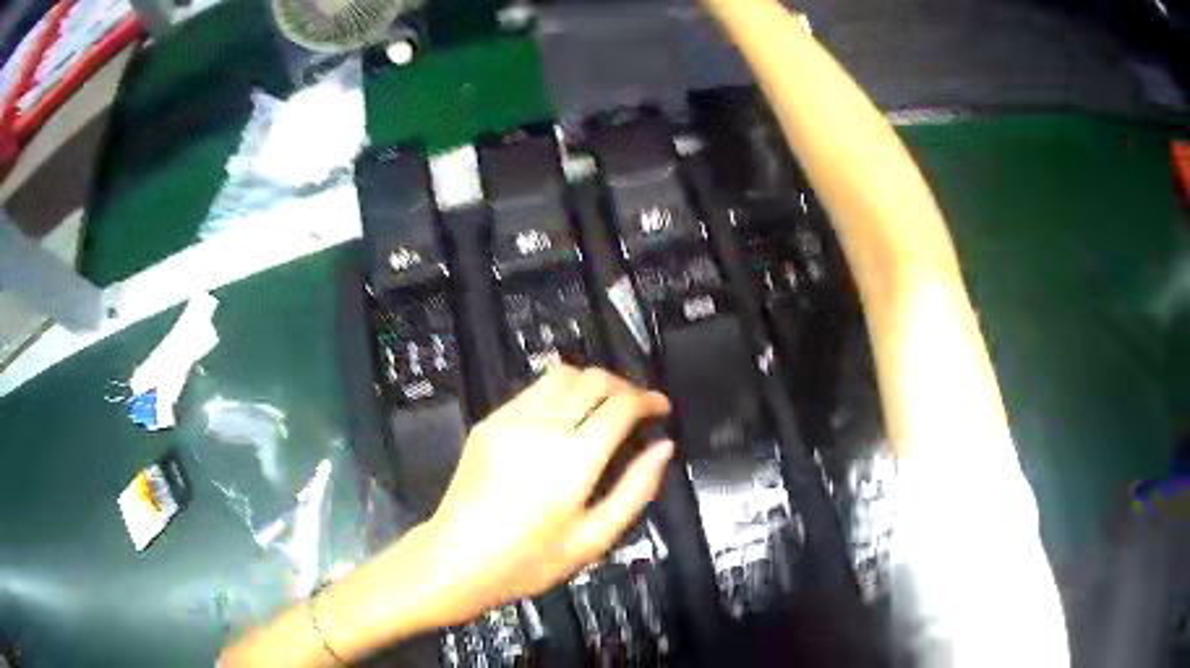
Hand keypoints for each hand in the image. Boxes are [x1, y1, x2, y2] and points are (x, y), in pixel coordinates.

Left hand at [423, 365, 673, 620]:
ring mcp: (510, 419)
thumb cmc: (530, 560)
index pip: (621, 405)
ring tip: (603, 409)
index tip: (662, 409)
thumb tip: (664, 448)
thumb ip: (636, 489)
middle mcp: (542, 427)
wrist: (457, 559)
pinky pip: (533, 390)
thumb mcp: (594, 539)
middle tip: (637, 410)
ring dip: (592, 383)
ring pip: (562, 374)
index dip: (649, 399)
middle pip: (594, 379)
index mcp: (573, 459)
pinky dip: (560, 393)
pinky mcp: (488, 422)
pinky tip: (563, 421)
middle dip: (625, 386)